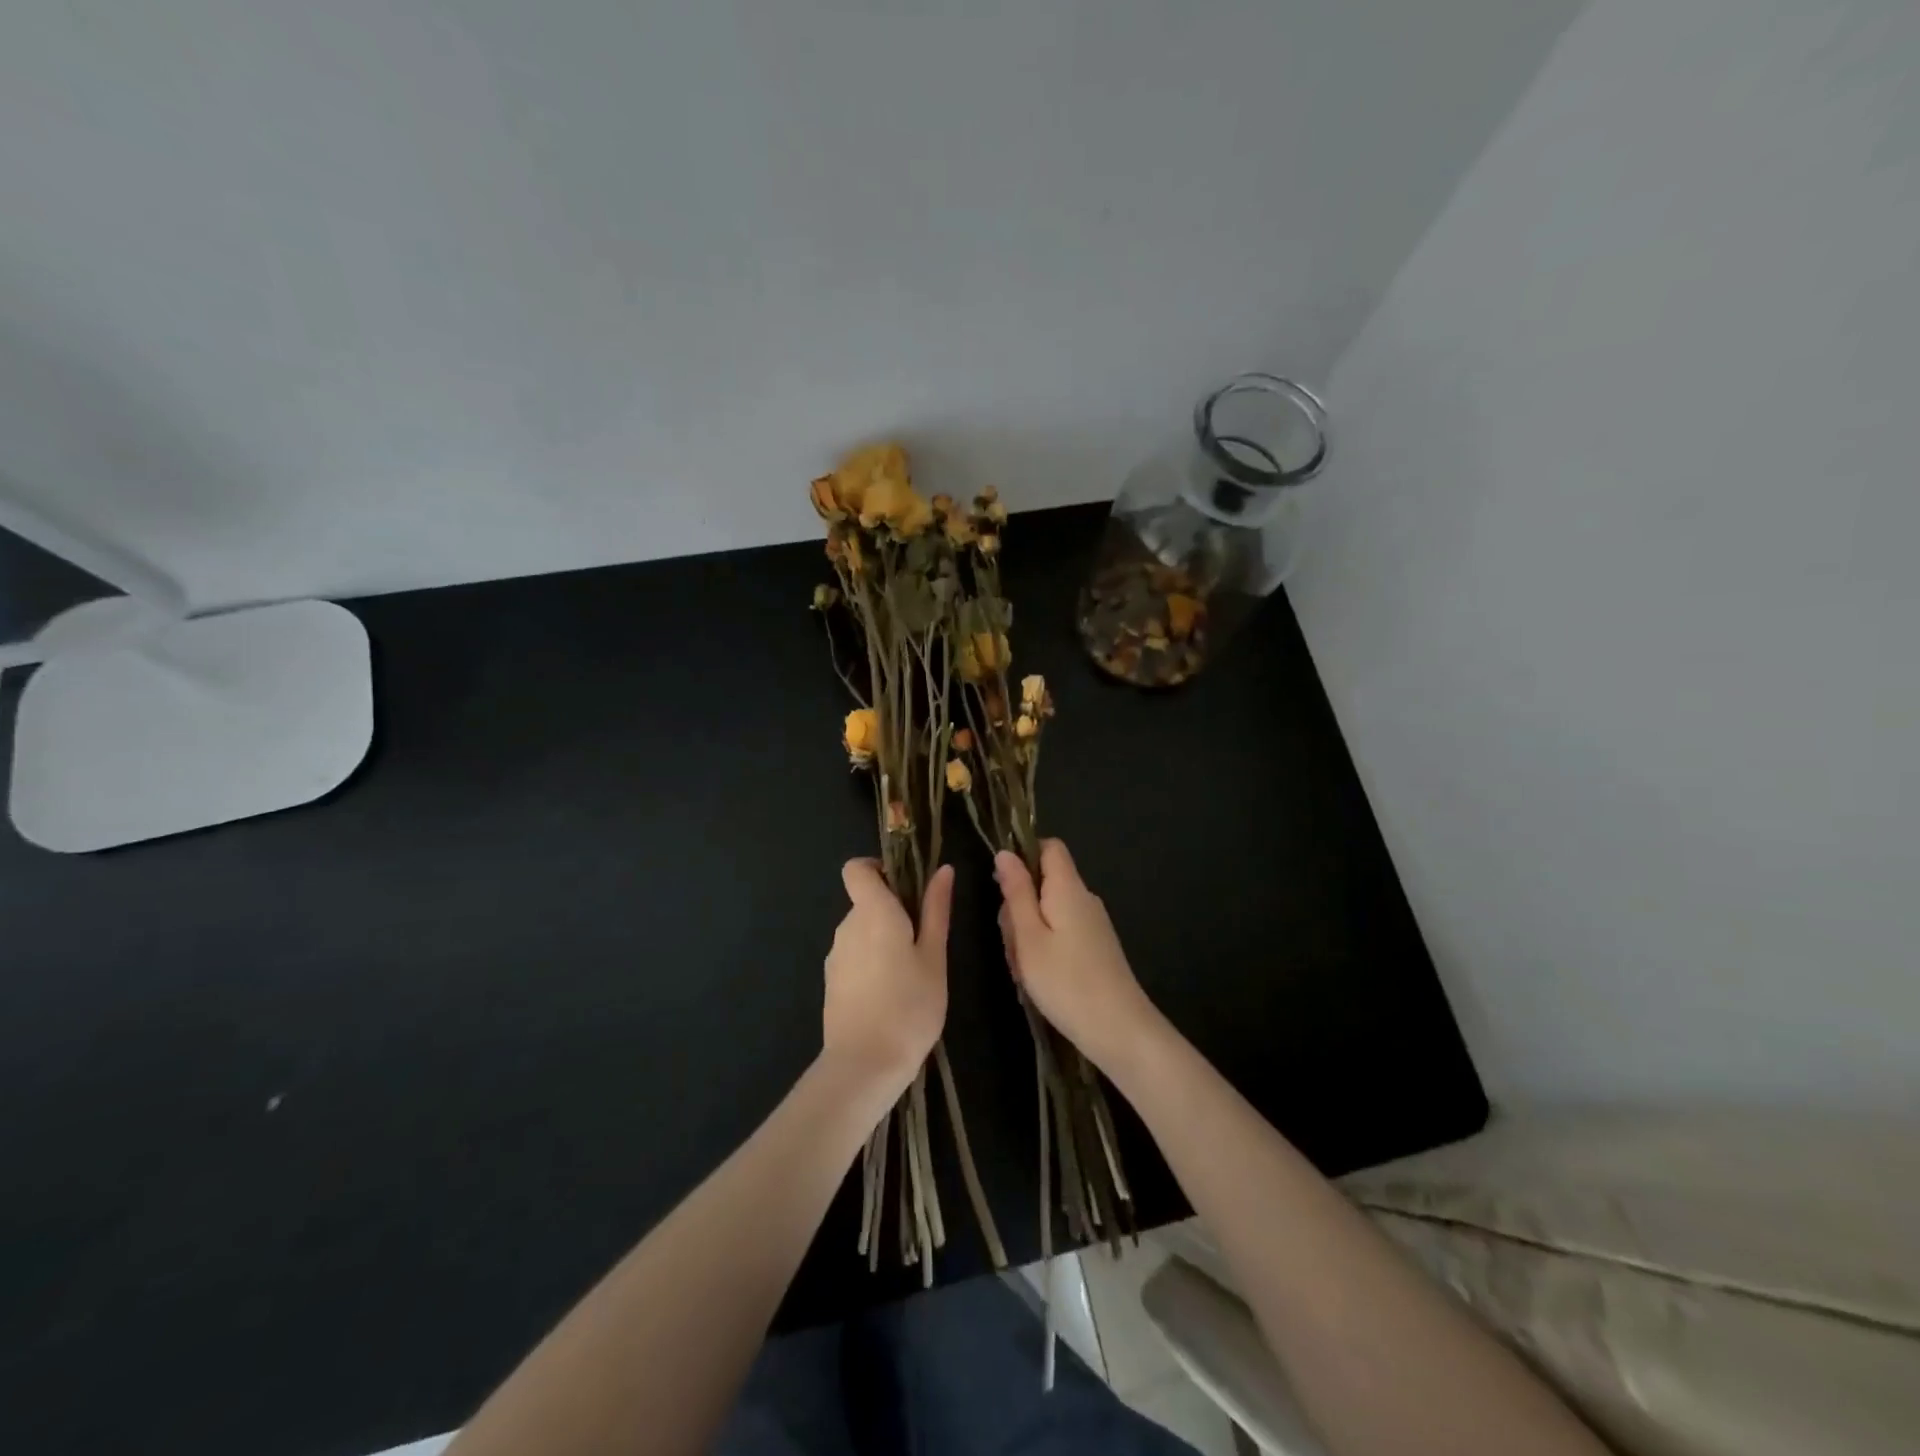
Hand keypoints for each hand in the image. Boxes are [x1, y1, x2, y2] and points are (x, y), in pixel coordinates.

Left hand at [822, 859, 950, 1100]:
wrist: (865, 1065)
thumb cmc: (910, 1006)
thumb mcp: (934, 957)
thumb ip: (936, 910)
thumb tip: (943, 870)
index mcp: (872, 911)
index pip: (856, 868)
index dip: (878, 868)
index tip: (905, 888)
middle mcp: (847, 925)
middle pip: (865, 901)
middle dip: (892, 910)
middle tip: (925, 940)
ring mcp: (836, 955)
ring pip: (861, 931)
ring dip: (883, 939)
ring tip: (912, 973)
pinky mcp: (832, 981)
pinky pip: (854, 956)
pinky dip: (871, 962)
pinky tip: (891, 995)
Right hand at [996, 841, 1162, 1073]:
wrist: (1119, 1030)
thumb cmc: (1066, 982)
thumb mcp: (1028, 936)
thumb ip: (1016, 892)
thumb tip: (1005, 853)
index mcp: (1068, 888)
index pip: (1049, 847)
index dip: (1024, 856)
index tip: (1003, 886)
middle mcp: (1084, 898)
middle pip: (1044, 882)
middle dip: (1019, 906)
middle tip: (1011, 943)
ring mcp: (1093, 924)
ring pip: (1049, 912)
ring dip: (1028, 933)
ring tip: (1023, 969)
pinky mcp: (1096, 947)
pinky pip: (1061, 932)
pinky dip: (1044, 949)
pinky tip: (1038, 980)